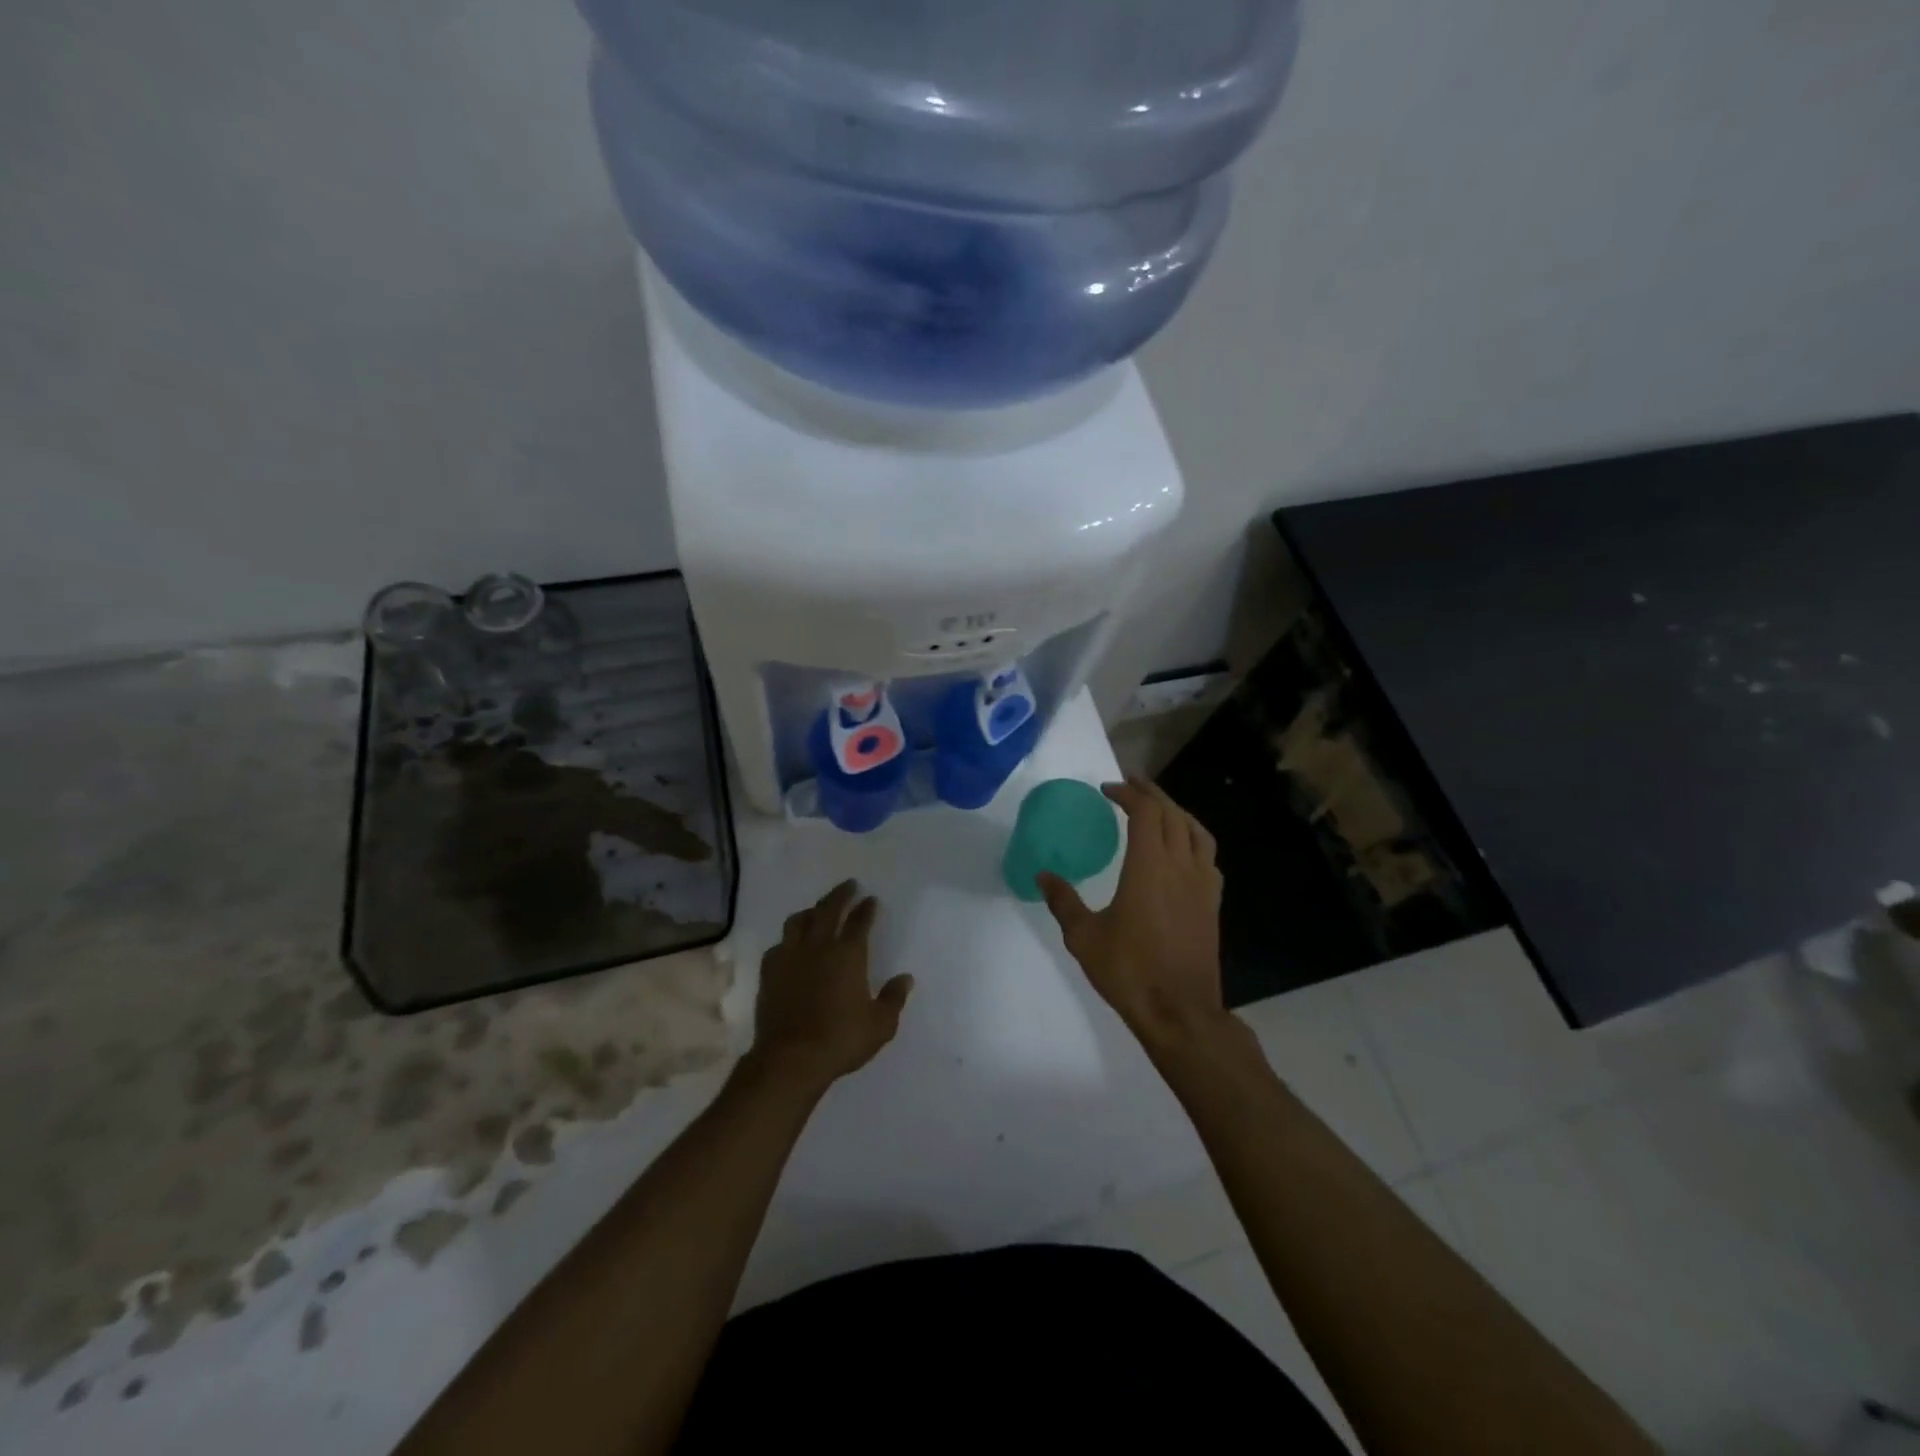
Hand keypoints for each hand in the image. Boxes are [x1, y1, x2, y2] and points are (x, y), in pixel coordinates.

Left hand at [746, 880, 912, 1096]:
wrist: (790, 1059)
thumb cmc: (840, 1040)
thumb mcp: (880, 1024)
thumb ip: (894, 998)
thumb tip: (906, 978)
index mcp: (848, 954)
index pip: (859, 921)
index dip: (866, 908)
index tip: (871, 899)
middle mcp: (818, 947)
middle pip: (828, 909)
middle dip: (840, 895)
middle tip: (849, 885)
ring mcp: (790, 957)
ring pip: (799, 921)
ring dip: (811, 910)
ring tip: (818, 909)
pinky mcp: (770, 972)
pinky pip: (779, 945)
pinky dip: (788, 939)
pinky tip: (791, 944)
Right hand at [1038, 777, 1226, 1053]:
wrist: (1181, 1012)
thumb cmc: (1130, 971)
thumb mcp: (1084, 937)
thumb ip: (1064, 901)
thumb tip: (1043, 875)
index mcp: (1149, 867)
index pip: (1145, 812)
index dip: (1128, 794)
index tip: (1107, 789)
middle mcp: (1180, 866)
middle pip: (1172, 814)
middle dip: (1151, 793)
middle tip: (1131, 783)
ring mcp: (1202, 884)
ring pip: (1196, 831)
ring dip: (1176, 811)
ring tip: (1159, 807)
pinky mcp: (1213, 903)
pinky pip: (1208, 856)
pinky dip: (1193, 838)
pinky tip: (1183, 849)